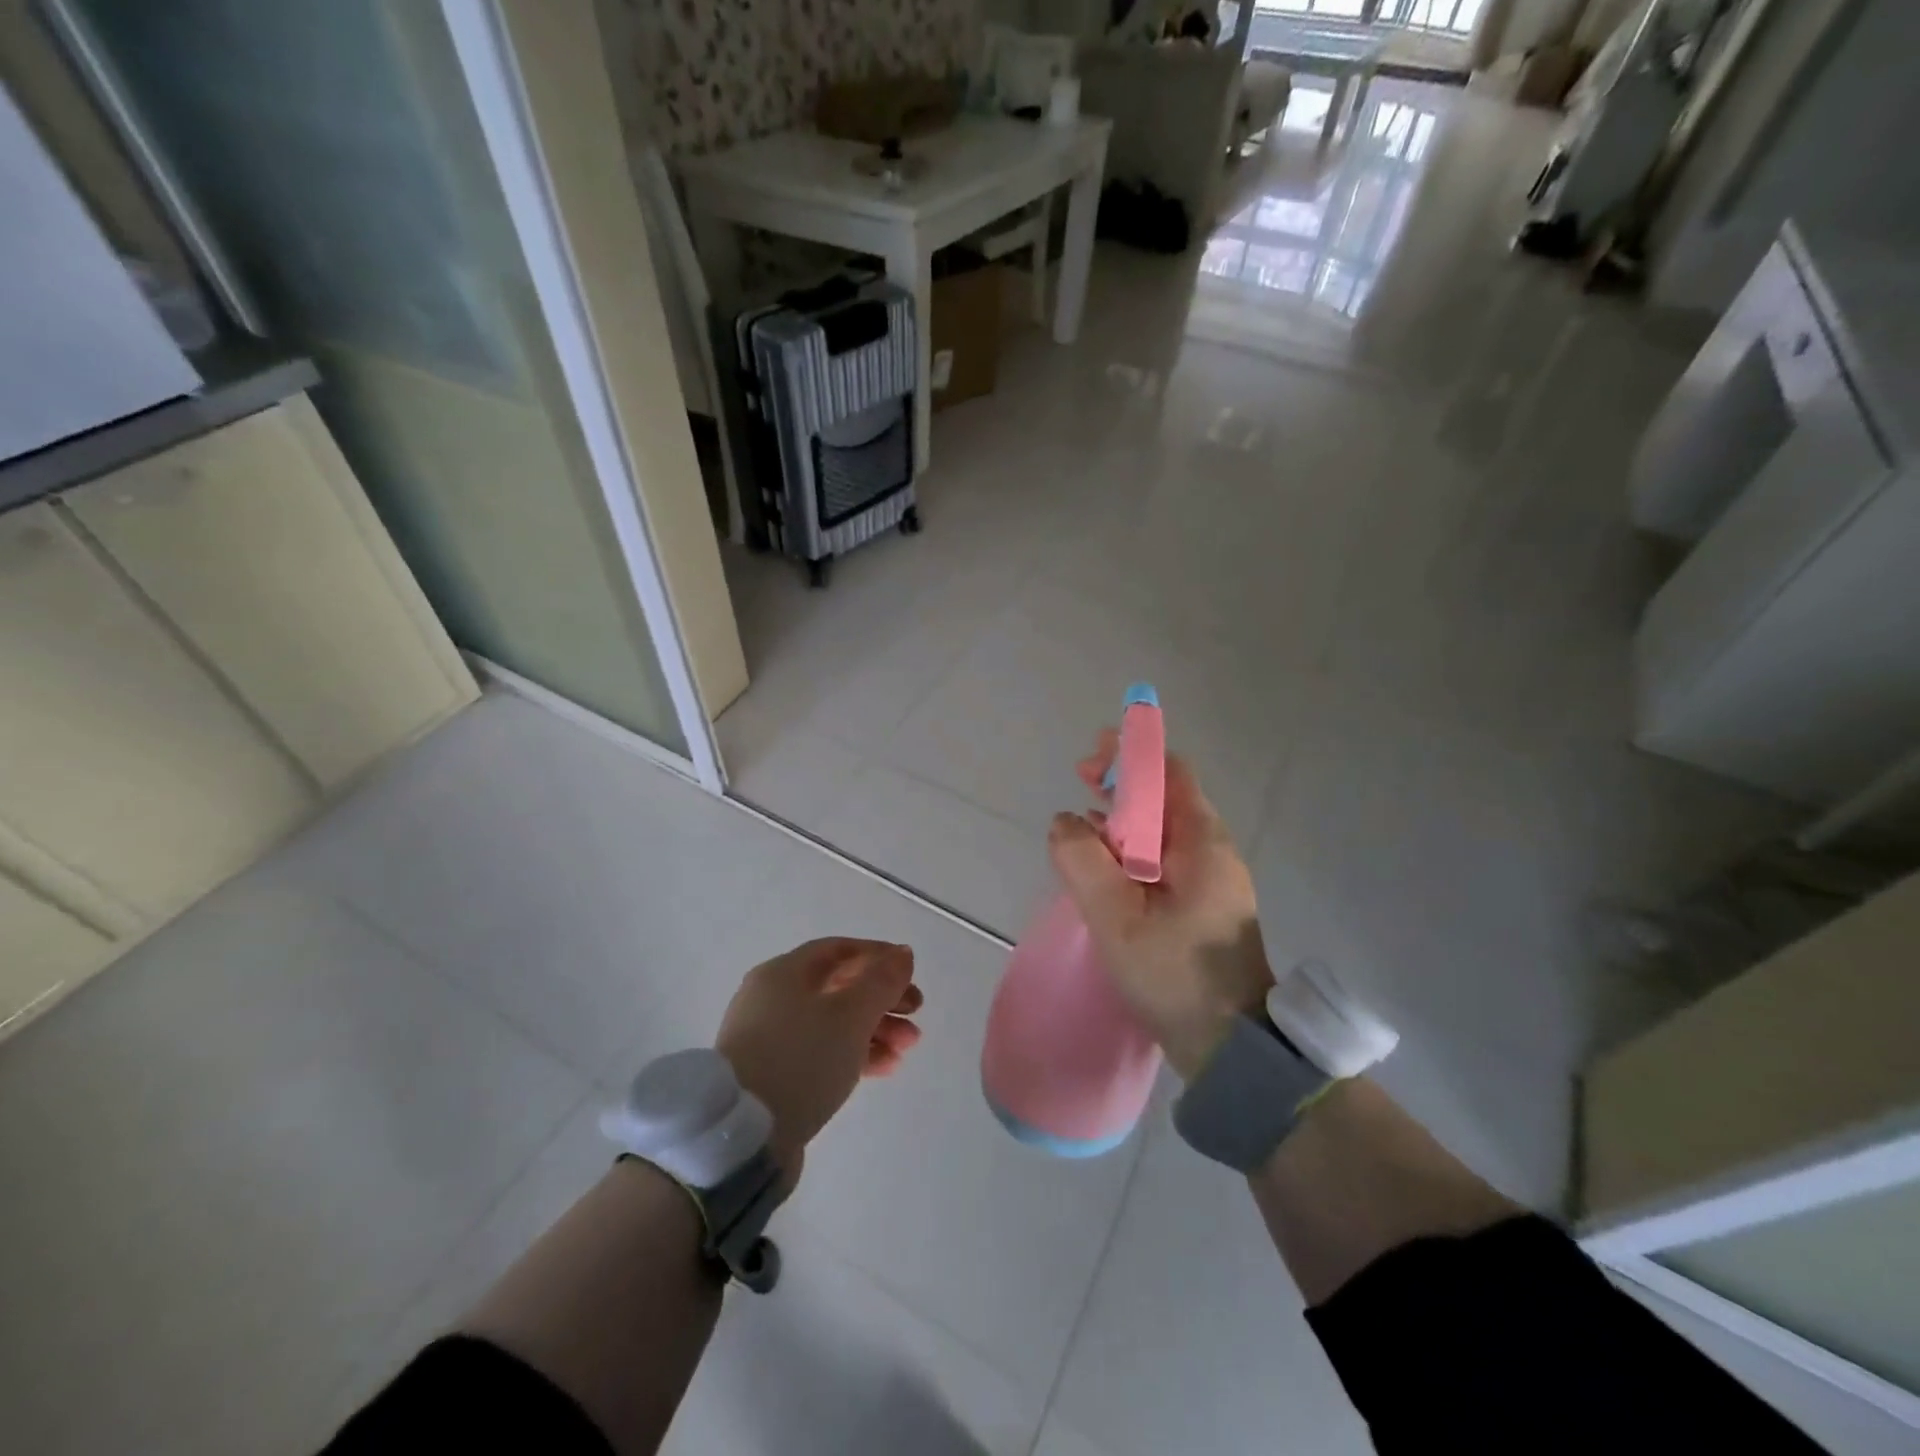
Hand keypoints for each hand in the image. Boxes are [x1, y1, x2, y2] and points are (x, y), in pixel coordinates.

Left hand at [714, 938, 922, 1183]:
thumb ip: (882, 981)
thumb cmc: (801, 1059)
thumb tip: (902, 954)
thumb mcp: (851, 1014)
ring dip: (874, 1029)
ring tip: (907, 1048)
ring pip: (833, 1023)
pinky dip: (854, 1054)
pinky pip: (821, 1052)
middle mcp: (772, 998)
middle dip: (882, 999)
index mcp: (783, 972)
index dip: (878, 956)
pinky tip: (885, 1067)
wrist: (744, 1137)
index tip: (910, 973)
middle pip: (838, 987)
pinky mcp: (773, 1075)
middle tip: (916, 1014)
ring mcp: (770, 1038)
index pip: (838, 950)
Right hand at [1048, 731, 1273, 1080]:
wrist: (1230, 1048)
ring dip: (1124, 818)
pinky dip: (1131, 850)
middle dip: (1122, 783)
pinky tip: (1104, 866)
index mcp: (1202, 843)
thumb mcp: (1117, 918)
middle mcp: (1212, 851)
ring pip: (1162, 830)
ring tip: (1083, 824)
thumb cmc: (1176, 976)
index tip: (1089, 762)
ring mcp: (1211, 880)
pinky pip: (1163, 860)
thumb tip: (1065, 822)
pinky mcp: (1202, 905)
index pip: (1169, 772)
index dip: (1129, 756)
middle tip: (1080, 783)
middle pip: (1165, 796)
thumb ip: (1083, 862)